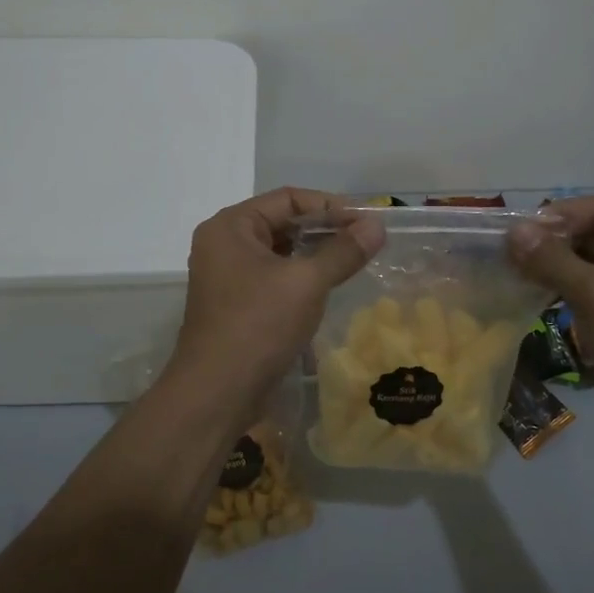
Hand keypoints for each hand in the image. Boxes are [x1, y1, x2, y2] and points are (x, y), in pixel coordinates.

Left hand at [167, 187, 383, 416]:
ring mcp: (227, 277)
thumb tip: (377, 225)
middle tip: (366, 241)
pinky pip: (273, 279)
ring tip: (354, 261)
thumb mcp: (306, 283)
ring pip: (279, 253)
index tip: (367, 221)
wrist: (216, 393)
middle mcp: (224, 244)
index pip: (287, 198)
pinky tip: (329, 288)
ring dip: (315, 255)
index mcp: (230, 226)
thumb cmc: (258, 326)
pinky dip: (301, 278)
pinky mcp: (235, 305)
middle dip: (324, 230)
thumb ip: (343, 251)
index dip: (330, 206)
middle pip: (282, 223)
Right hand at [507, 197, 593, 437]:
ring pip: (593, 262)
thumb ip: (553, 260)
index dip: (559, 217)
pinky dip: (568, 288)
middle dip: (554, 243)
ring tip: (517, 272)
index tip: (518, 232)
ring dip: (557, 266)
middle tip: (511, 254)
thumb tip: (513, 231)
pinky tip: (537, 292)